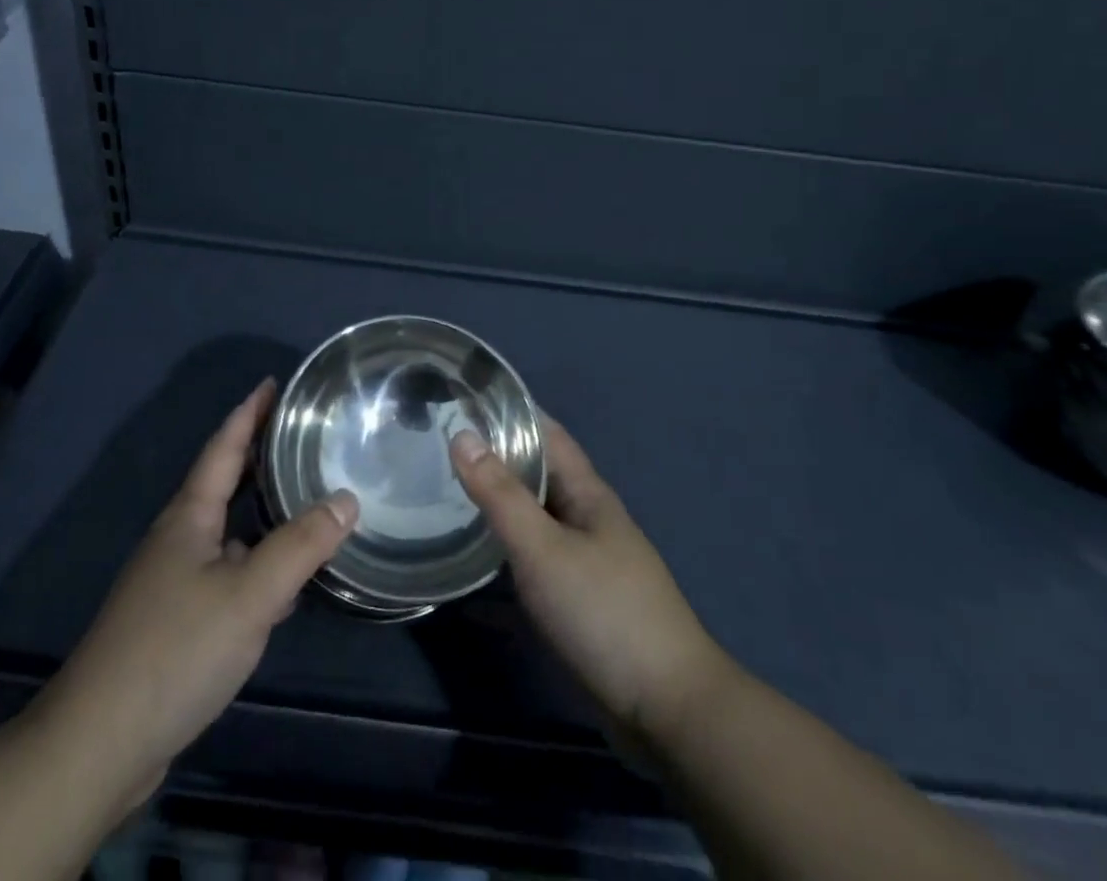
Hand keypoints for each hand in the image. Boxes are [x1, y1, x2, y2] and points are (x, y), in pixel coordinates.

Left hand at [37, 379, 357, 817]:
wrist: (99, 742)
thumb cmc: (176, 650)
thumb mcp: (250, 594)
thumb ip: (301, 545)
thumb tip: (346, 498)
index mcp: (189, 516)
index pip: (224, 447)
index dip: (249, 413)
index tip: (272, 382)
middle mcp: (178, 538)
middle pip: (223, 482)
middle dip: (258, 456)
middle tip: (300, 435)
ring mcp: (172, 581)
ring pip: (226, 531)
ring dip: (260, 512)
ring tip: (303, 499)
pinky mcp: (175, 621)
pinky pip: (225, 571)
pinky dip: (256, 562)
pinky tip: (282, 583)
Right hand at [451, 419, 731, 747]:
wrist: (667, 710)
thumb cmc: (604, 612)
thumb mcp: (543, 549)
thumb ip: (500, 494)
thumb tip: (462, 434)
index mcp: (588, 493)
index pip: (546, 433)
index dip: (510, 411)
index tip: (464, 397)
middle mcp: (588, 518)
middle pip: (538, 473)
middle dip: (496, 455)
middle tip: (439, 442)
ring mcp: (586, 561)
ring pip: (535, 516)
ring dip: (498, 501)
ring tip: (445, 489)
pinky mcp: (579, 600)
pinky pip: (534, 558)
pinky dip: (506, 548)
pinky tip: (474, 555)